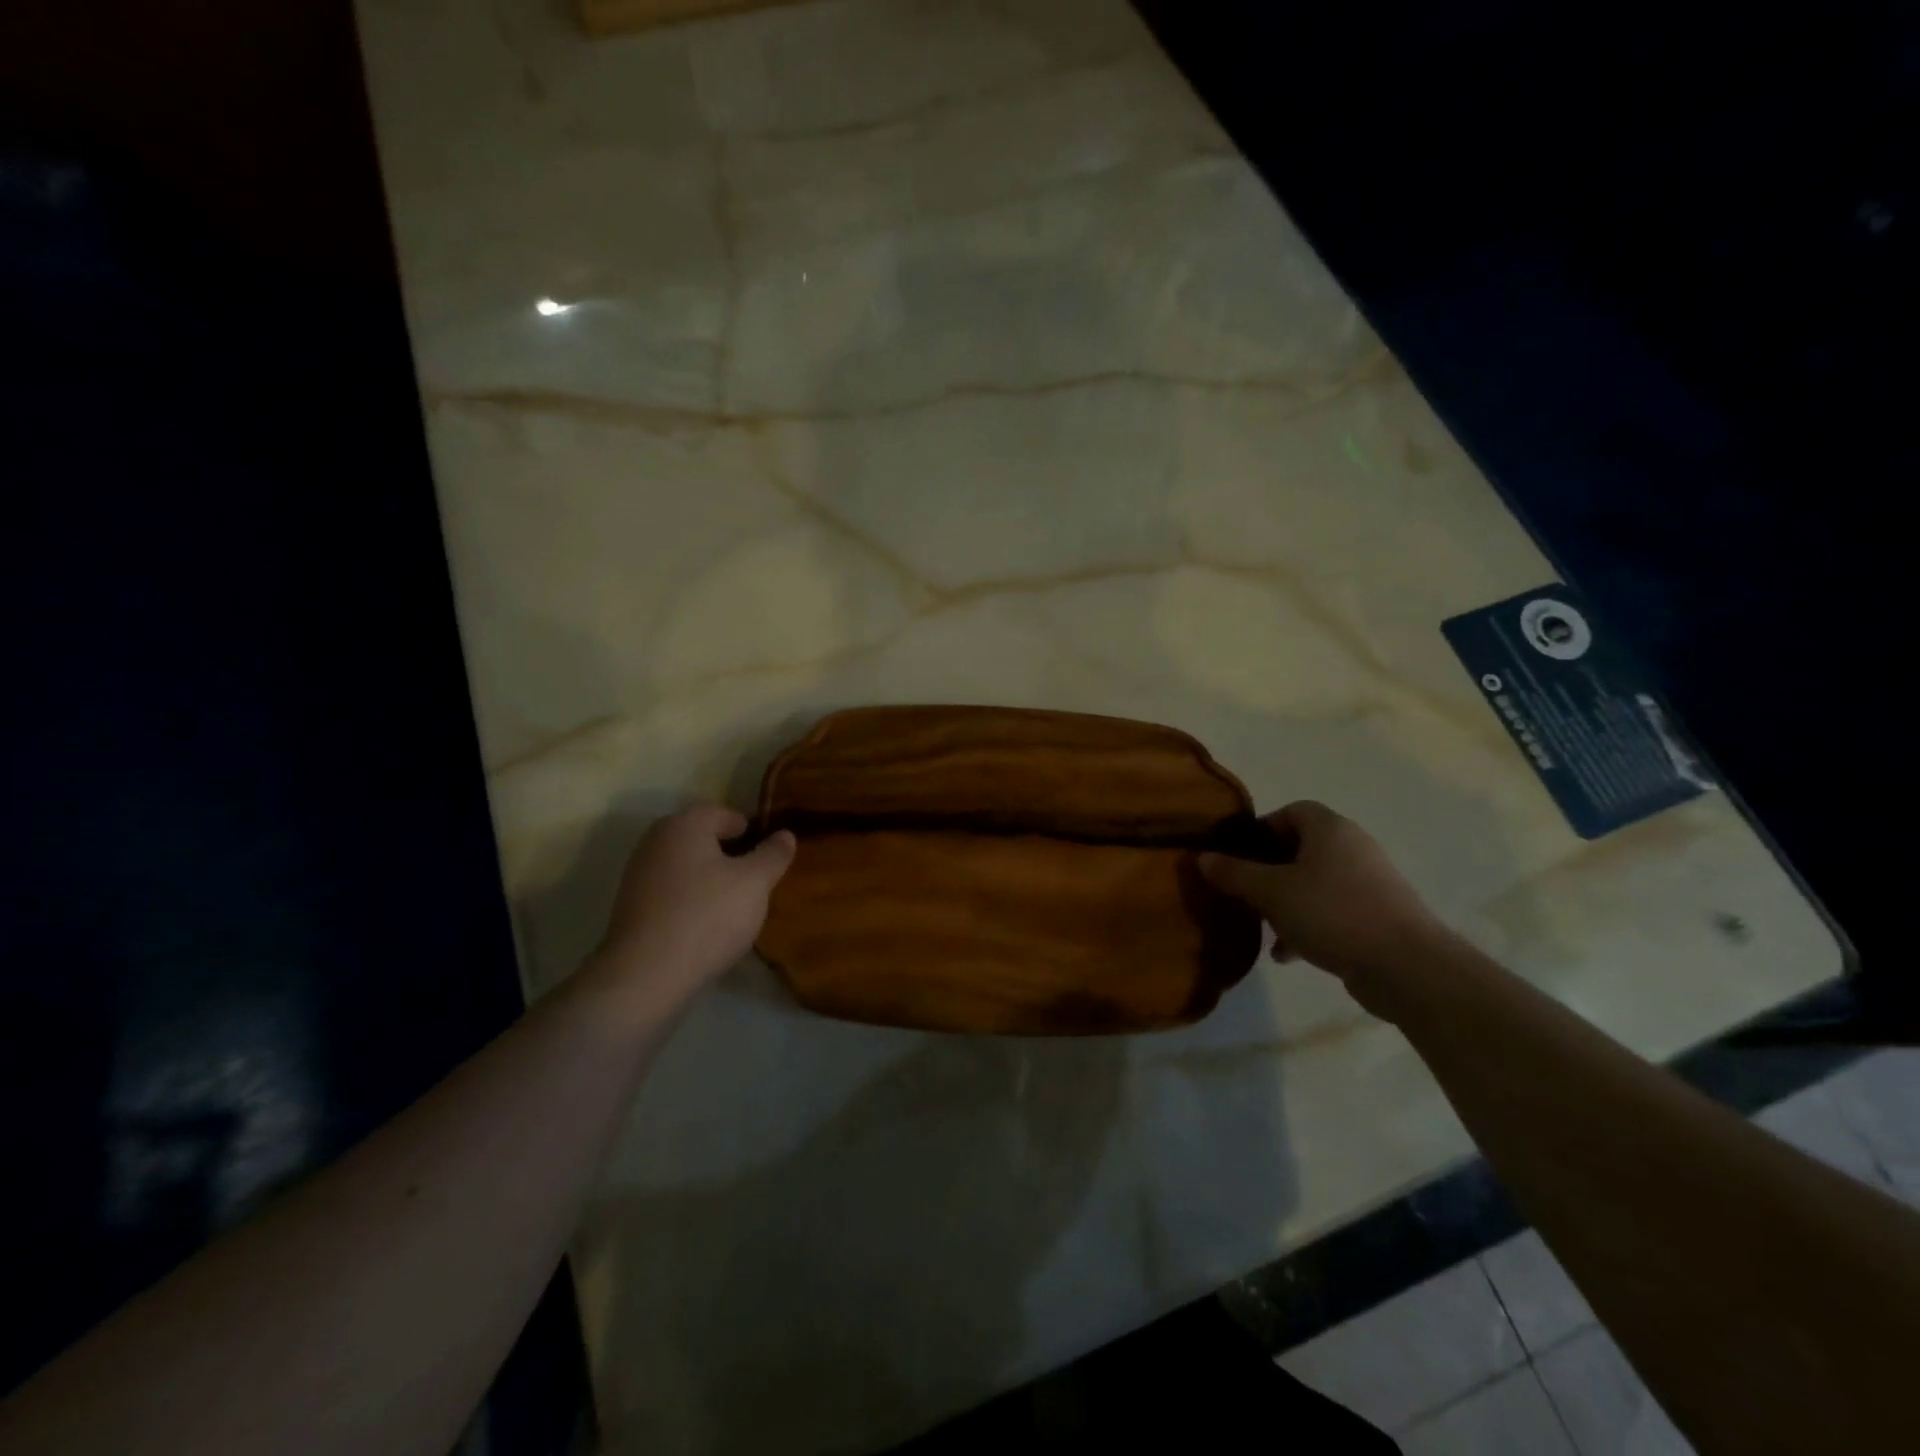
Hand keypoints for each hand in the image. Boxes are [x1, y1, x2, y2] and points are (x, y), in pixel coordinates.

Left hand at [591, 804, 796, 1001]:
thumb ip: (773, 854)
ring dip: (710, 880)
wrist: (646, 975)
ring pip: (687, 867)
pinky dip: (691, 901)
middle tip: (755, 883)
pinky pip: (672, 892)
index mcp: (684, 824)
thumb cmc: (707, 916)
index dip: (750, 832)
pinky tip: (707, 926)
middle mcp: (655, 841)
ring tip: (734, 908)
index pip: (725, 814)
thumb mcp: (755, 883)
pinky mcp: (631, 908)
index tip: (767, 858)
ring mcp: (638, 874)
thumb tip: (785, 834)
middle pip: (703, 839)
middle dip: (730, 856)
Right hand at [1199, 801, 1455, 1012]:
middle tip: (1243, 891)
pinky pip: (1331, 910)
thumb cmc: (1333, 913)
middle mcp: (1352, 847)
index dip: (1261, 829)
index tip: (1237, 856)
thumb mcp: (1271, 892)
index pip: (1290, 811)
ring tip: (1261, 925)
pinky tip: (1286, 953)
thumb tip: (1202, 858)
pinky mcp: (1377, 916)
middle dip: (1267, 870)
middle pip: (1300, 848)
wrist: (1407, 967)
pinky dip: (1307, 924)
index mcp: (1330, 829)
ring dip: (1284, 901)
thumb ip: (1233, 873)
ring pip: (1313, 883)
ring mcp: (1368, 883)